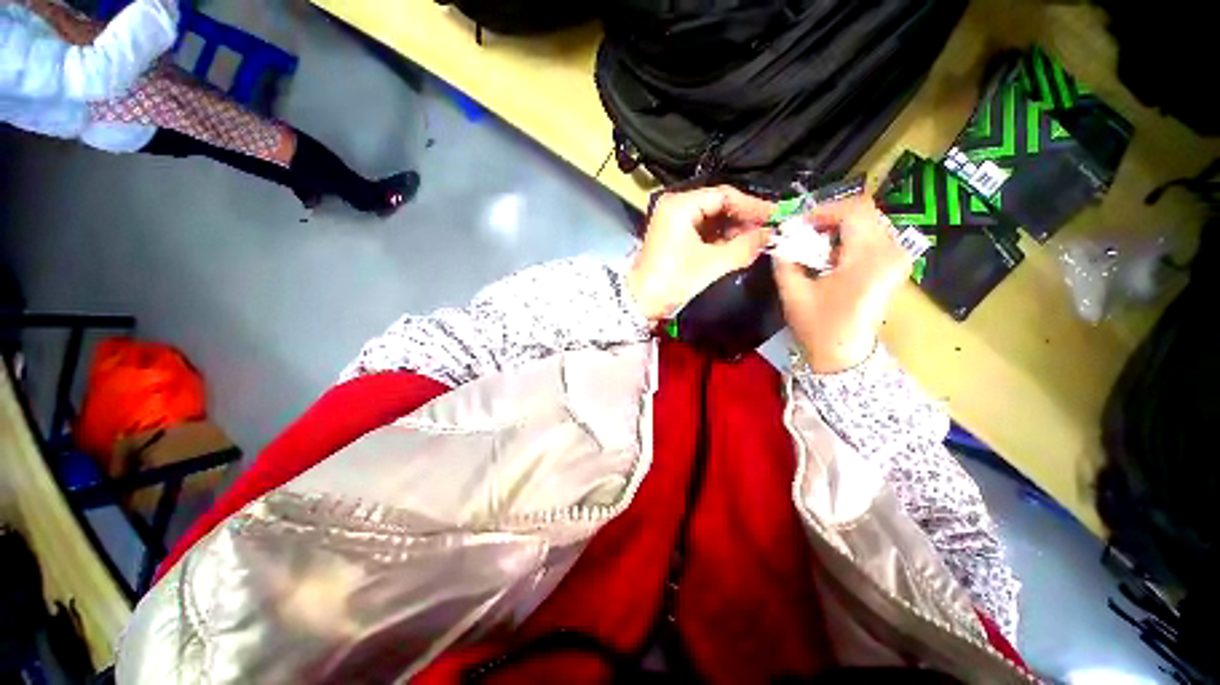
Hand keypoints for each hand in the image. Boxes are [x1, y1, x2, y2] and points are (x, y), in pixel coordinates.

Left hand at [627, 186, 773, 322]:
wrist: (641, 302)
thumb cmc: (673, 280)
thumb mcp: (711, 263)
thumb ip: (744, 247)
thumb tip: (769, 236)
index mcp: (680, 205)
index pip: (724, 195)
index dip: (752, 206)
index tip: (775, 216)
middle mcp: (676, 207)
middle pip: (718, 205)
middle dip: (743, 219)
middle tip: (768, 230)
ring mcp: (673, 222)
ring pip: (712, 219)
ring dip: (734, 230)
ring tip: (757, 240)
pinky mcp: (674, 237)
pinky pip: (703, 231)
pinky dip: (720, 239)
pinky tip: (738, 246)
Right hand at [774, 196, 911, 372]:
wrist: (846, 355)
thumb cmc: (819, 327)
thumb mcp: (793, 292)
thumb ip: (785, 260)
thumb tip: (781, 237)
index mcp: (869, 258)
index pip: (854, 210)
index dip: (824, 211)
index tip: (799, 226)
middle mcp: (891, 252)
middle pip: (863, 213)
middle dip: (830, 219)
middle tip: (804, 235)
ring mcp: (897, 258)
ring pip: (868, 223)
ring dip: (839, 229)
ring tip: (815, 247)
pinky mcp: (895, 265)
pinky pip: (872, 237)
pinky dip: (849, 240)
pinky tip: (831, 257)